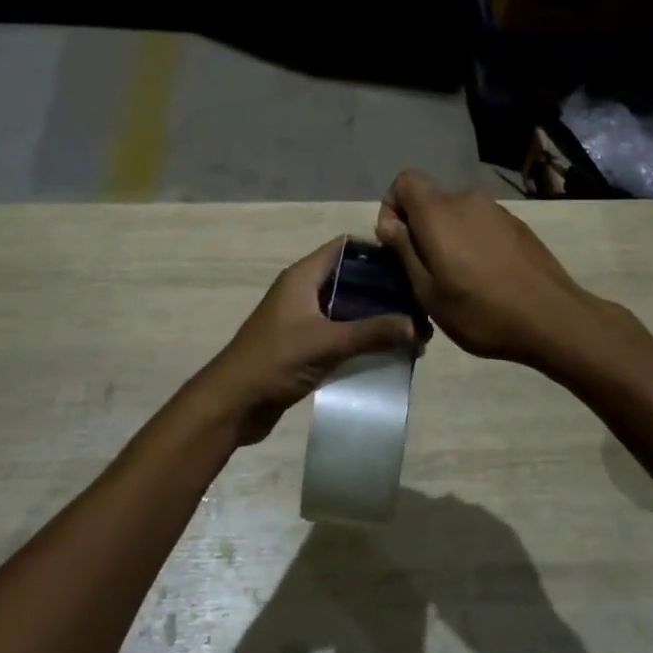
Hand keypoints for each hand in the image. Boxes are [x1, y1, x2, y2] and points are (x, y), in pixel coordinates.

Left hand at [200, 237, 417, 444]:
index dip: (376, 252)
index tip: (411, 265)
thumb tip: (417, 325)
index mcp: (303, 277)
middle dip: (384, 291)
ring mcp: (304, 320)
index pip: (344, 248)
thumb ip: (371, 332)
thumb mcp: (326, 343)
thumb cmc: (274, 361)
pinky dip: (362, 340)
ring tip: (413, 331)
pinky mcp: (305, 346)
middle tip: (420, 304)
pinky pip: (340, 335)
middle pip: (350, 279)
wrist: (232, 404)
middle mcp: (304, 292)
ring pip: (348, 309)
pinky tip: (389, 352)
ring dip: (376, 318)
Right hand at [375, 170, 602, 370]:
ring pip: (456, 214)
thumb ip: (404, 251)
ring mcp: (496, 210)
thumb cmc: (481, 311)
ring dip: (447, 237)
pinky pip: (480, 224)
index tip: (395, 243)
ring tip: (456, 279)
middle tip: (424, 271)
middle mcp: (467, 199)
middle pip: (430, 199)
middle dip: (419, 228)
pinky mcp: (516, 224)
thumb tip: (389, 223)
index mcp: (439, 211)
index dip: (392, 206)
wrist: (553, 319)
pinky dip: (472, 242)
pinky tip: (485, 277)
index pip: (404, 181)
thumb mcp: (428, 292)